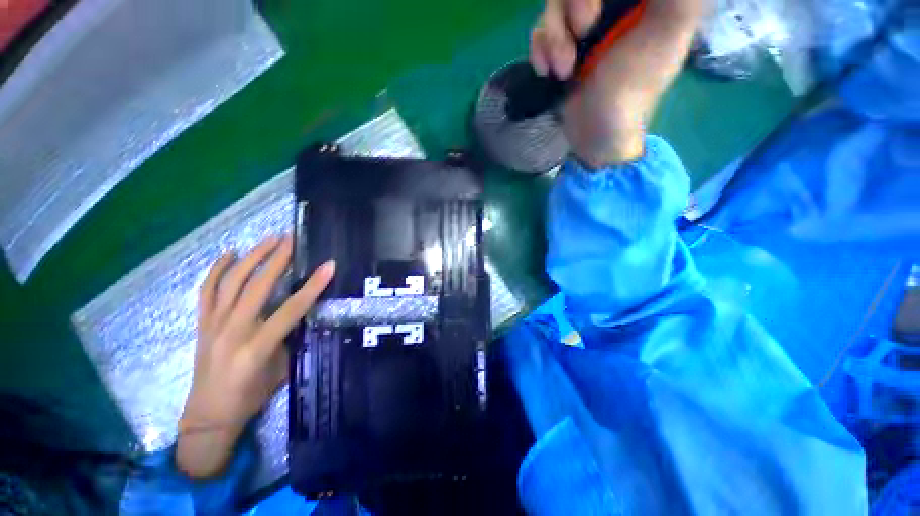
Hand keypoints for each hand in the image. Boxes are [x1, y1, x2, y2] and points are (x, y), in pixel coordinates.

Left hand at [176, 236, 334, 478]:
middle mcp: (233, 330)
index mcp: (257, 346)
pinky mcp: (202, 323)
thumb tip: (302, 312)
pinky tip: (229, 253)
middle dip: (278, 259)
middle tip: (292, 239)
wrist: (209, 415)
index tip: (329, 266)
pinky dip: (217, 269)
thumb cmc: (251, 396)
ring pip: (232, 282)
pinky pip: (207, 290)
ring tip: (268, 239)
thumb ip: (290, 337)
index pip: (292, 308)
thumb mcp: (282, 369)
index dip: (313, 285)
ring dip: (252, 257)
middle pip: (258, 286)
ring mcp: (213, 324)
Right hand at [530, 0, 708, 167]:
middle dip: (573, 5)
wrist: (593, 137)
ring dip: (554, 36)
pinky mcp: (560, 46)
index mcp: (645, 0)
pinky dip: (540, 49)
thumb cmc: (631, 90)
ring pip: (556, 2)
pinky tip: (549, 71)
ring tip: (564, 69)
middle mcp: (615, 4)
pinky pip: (541, 28)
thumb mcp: (666, 32)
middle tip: (583, 32)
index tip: (597, 14)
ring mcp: (583, 24)